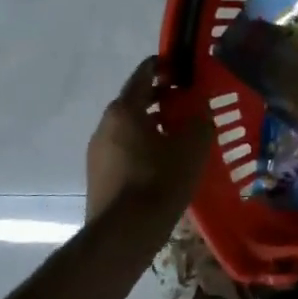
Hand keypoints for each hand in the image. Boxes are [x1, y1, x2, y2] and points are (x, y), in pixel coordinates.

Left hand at [86, 56, 213, 220]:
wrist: (124, 232)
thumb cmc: (160, 180)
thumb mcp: (193, 146)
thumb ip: (199, 121)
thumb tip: (199, 114)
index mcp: (125, 110)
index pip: (144, 74)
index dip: (164, 65)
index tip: (183, 66)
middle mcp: (105, 124)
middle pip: (135, 100)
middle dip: (161, 97)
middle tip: (188, 101)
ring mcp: (98, 151)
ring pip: (129, 126)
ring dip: (152, 123)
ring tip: (180, 132)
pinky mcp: (99, 174)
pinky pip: (125, 148)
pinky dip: (144, 144)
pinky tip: (164, 160)